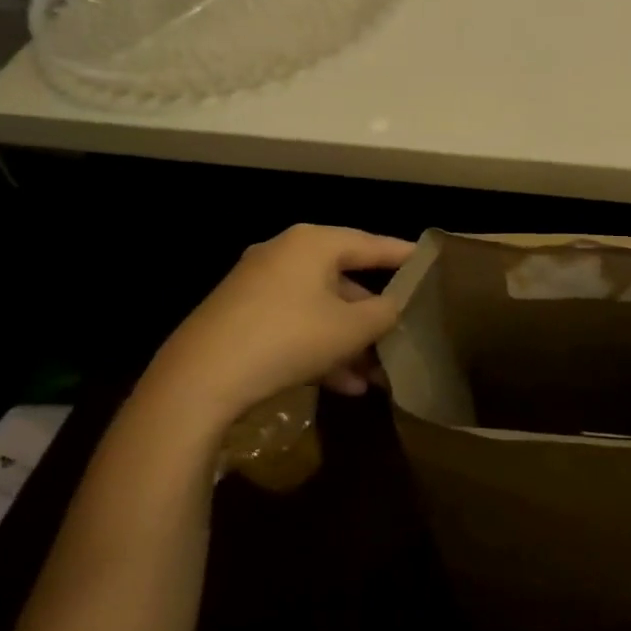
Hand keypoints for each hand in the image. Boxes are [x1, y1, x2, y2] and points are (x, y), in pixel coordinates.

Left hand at [134, 225, 414, 440]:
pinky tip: (342, 386)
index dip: (404, 256)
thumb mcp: (350, 328)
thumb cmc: (288, 338)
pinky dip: (319, 349)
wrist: (198, 380)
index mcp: (312, 243)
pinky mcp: (240, 317)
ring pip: (319, 309)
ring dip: (349, 341)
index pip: (371, 243)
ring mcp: (258, 286)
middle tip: (402, 335)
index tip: (431, 264)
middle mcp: (284, 255)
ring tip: (375, 377)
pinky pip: (294, 325)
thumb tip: (397, 305)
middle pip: (343, 280)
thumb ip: (384, 313)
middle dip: (373, 316)